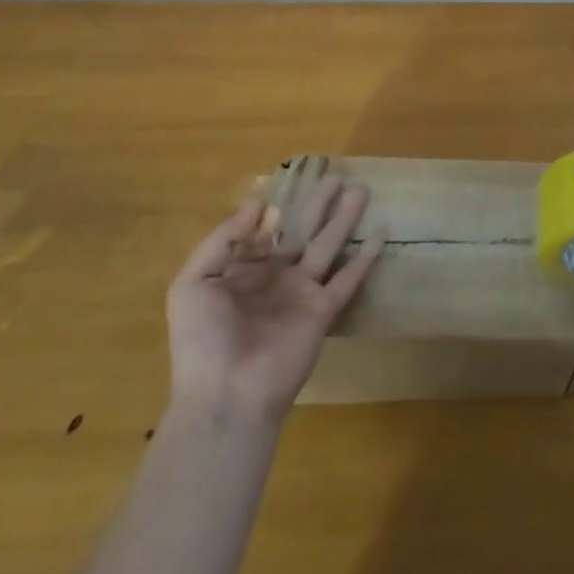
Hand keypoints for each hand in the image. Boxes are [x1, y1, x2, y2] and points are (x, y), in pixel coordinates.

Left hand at [164, 178, 383, 424]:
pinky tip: (380, 236)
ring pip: (327, 246)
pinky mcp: (323, 311)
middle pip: (301, 231)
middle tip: (337, 176)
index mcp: (242, 272)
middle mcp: (274, 277)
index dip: (276, 209)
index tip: (290, 180)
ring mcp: (301, 294)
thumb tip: (258, 202)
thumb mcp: (193, 285)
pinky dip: (364, 259)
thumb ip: (222, 240)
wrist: (227, 396)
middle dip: (318, 204)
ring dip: (344, 219)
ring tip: (362, 190)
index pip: (264, 231)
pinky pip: (347, 280)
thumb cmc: (202, 341)